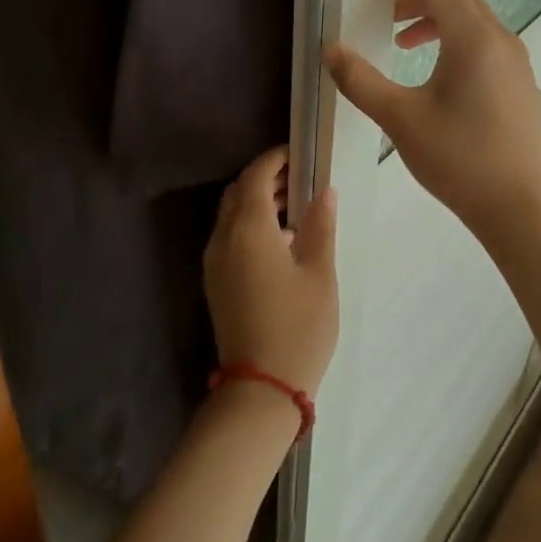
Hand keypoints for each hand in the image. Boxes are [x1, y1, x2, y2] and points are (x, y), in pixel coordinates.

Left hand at [203, 147, 338, 397]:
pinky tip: (281, 240)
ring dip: (257, 201)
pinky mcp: (215, 281)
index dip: (275, 159)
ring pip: (230, 215)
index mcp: (249, 230)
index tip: (299, 154)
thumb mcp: (319, 274)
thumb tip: (325, 191)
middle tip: (301, 178)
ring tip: (296, 204)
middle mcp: (223, 239)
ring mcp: (215, 261)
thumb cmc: (299, 327)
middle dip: (266, 178)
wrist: (261, 387)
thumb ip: (320, 226)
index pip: (256, 176)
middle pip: (238, 192)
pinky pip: (228, 237)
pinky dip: (250, 225)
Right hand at [325, 0, 540, 236]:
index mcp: (474, 41)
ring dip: (441, 23)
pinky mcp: (522, 87)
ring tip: (406, 45)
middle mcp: (502, 42)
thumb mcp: (400, 118)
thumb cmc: (457, 157)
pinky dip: (461, 43)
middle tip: (390, 15)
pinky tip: (442, 76)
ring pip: (478, 24)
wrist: (516, 205)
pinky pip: (489, 46)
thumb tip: (331, 50)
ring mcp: (518, 65)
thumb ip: (361, 81)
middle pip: (462, 1)